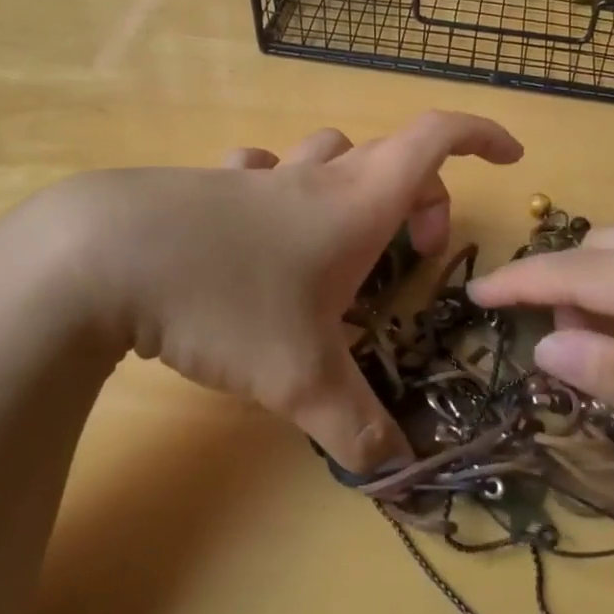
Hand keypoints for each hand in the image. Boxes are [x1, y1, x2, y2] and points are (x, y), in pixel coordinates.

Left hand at [12, 112, 521, 473]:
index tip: (511, 157)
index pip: (437, 138)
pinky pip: (262, 172)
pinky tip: (258, 230)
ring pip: (327, 155)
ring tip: (341, 244)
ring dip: (351, 186)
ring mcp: (259, 177)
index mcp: (356, 202)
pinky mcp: (209, 186)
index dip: (481, 136)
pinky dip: (278, 189)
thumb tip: (399, 476)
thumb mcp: (300, 376)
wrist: (103, 255)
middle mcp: (315, 178)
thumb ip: (356, 427)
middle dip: (421, 194)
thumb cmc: (226, 299)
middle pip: (390, 156)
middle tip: (416, 250)